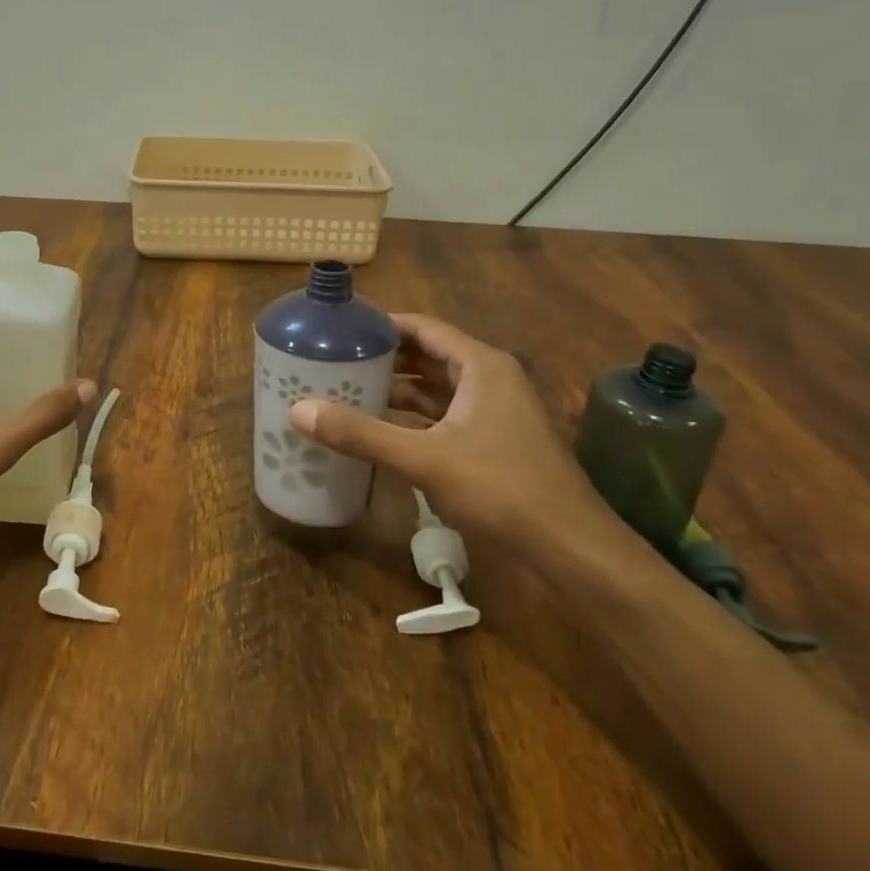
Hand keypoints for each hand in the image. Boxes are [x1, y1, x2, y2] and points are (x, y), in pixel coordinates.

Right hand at [289, 313, 605, 551]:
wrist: (570, 546)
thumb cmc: (501, 488)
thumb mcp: (425, 458)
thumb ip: (362, 434)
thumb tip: (299, 410)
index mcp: (480, 366)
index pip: (423, 328)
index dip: (381, 324)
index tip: (340, 328)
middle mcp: (490, 379)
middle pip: (428, 355)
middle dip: (384, 357)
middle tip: (334, 359)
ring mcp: (495, 411)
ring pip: (436, 388)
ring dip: (397, 388)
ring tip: (348, 388)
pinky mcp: (493, 441)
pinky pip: (444, 415)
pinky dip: (413, 416)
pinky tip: (382, 427)